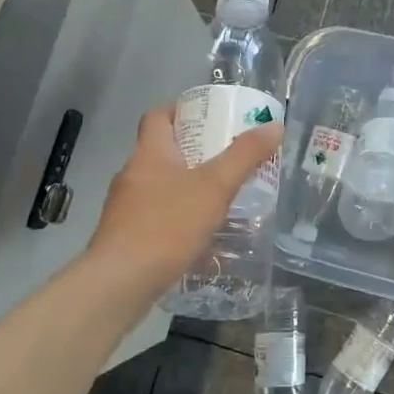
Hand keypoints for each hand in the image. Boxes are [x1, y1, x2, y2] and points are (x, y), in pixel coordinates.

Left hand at [86, 103, 284, 297]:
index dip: (181, 111)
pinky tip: (201, 238)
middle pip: (162, 153)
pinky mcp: (126, 238)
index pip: (158, 117)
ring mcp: (125, 209)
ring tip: (220, 200)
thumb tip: (274, 126)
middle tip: (228, 160)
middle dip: (194, 154)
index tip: (209, 118)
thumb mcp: (214, 187)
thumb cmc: (167, 225)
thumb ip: (245, 156)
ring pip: (160, 188)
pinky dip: (178, 221)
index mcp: (149, 154)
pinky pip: (156, 219)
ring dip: (187, 190)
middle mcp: (132, 175)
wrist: (119, 282)